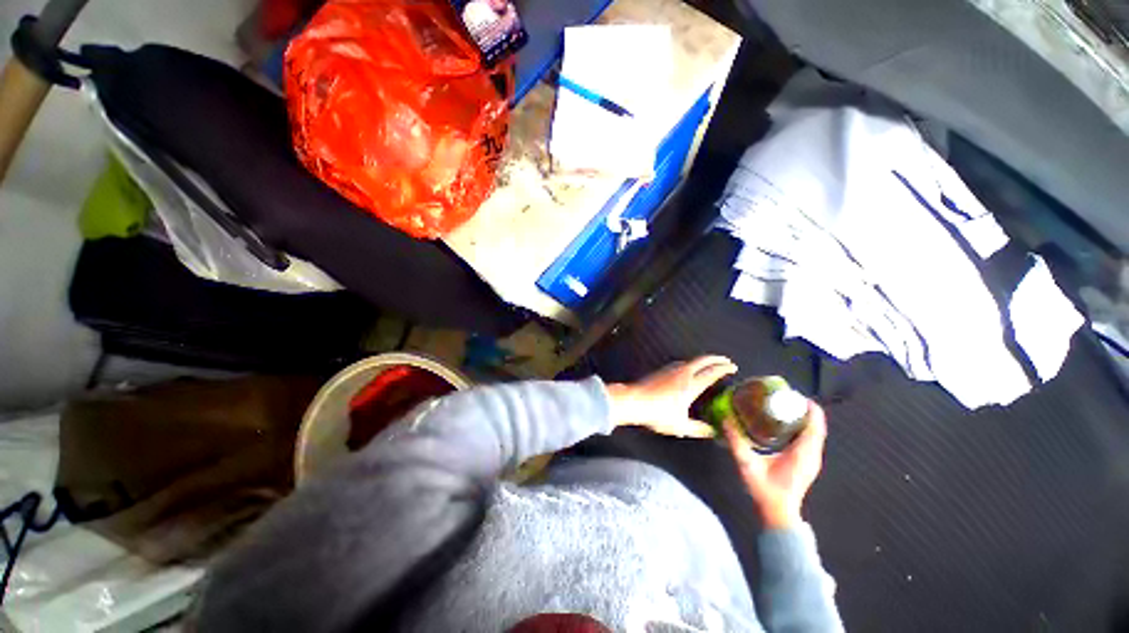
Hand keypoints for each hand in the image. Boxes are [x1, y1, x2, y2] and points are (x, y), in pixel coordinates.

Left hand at [606, 356, 737, 437]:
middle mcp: (683, 373)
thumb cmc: (658, 414)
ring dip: (703, 360)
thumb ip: (698, 429)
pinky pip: (682, 363)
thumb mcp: (681, 426)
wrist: (634, 401)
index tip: (733, 367)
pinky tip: (689, 369)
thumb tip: (712, 432)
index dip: (724, 368)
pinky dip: (692, 363)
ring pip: (691, 360)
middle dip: (717, 359)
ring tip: (710, 365)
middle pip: (703, 360)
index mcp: (691, 385)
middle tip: (726, 361)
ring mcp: (671, 369)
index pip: (712, 372)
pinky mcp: (662, 370)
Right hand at [723, 401, 826, 528]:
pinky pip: (810, 439)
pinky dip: (803, 427)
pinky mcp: (808, 463)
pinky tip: (785, 424)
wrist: (778, 514)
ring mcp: (812, 460)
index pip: (815, 426)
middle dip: (804, 409)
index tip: (794, 395)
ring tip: (784, 406)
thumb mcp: (747, 465)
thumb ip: (736, 442)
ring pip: (815, 433)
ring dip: (804, 417)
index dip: (809, 408)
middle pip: (816, 426)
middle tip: (784, 397)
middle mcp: (812, 455)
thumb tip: (726, 419)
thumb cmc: (765, 490)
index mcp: (803, 454)